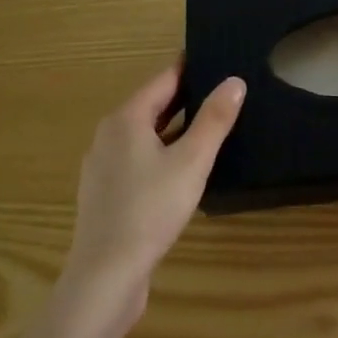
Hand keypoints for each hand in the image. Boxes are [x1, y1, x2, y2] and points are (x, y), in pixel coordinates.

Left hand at [59, 66, 245, 333]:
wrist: (105, 277)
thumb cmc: (150, 209)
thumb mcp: (193, 160)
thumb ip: (214, 118)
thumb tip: (235, 81)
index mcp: (126, 118)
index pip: (164, 78)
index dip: (192, 67)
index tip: (218, 59)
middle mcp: (109, 135)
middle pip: (153, 104)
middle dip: (186, 96)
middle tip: (224, 91)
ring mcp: (103, 166)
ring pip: (146, 134)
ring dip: (175, 127)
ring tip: (211, 126)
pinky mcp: (106, 194)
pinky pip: (138, 159)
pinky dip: (162, 152)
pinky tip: (184, 168)